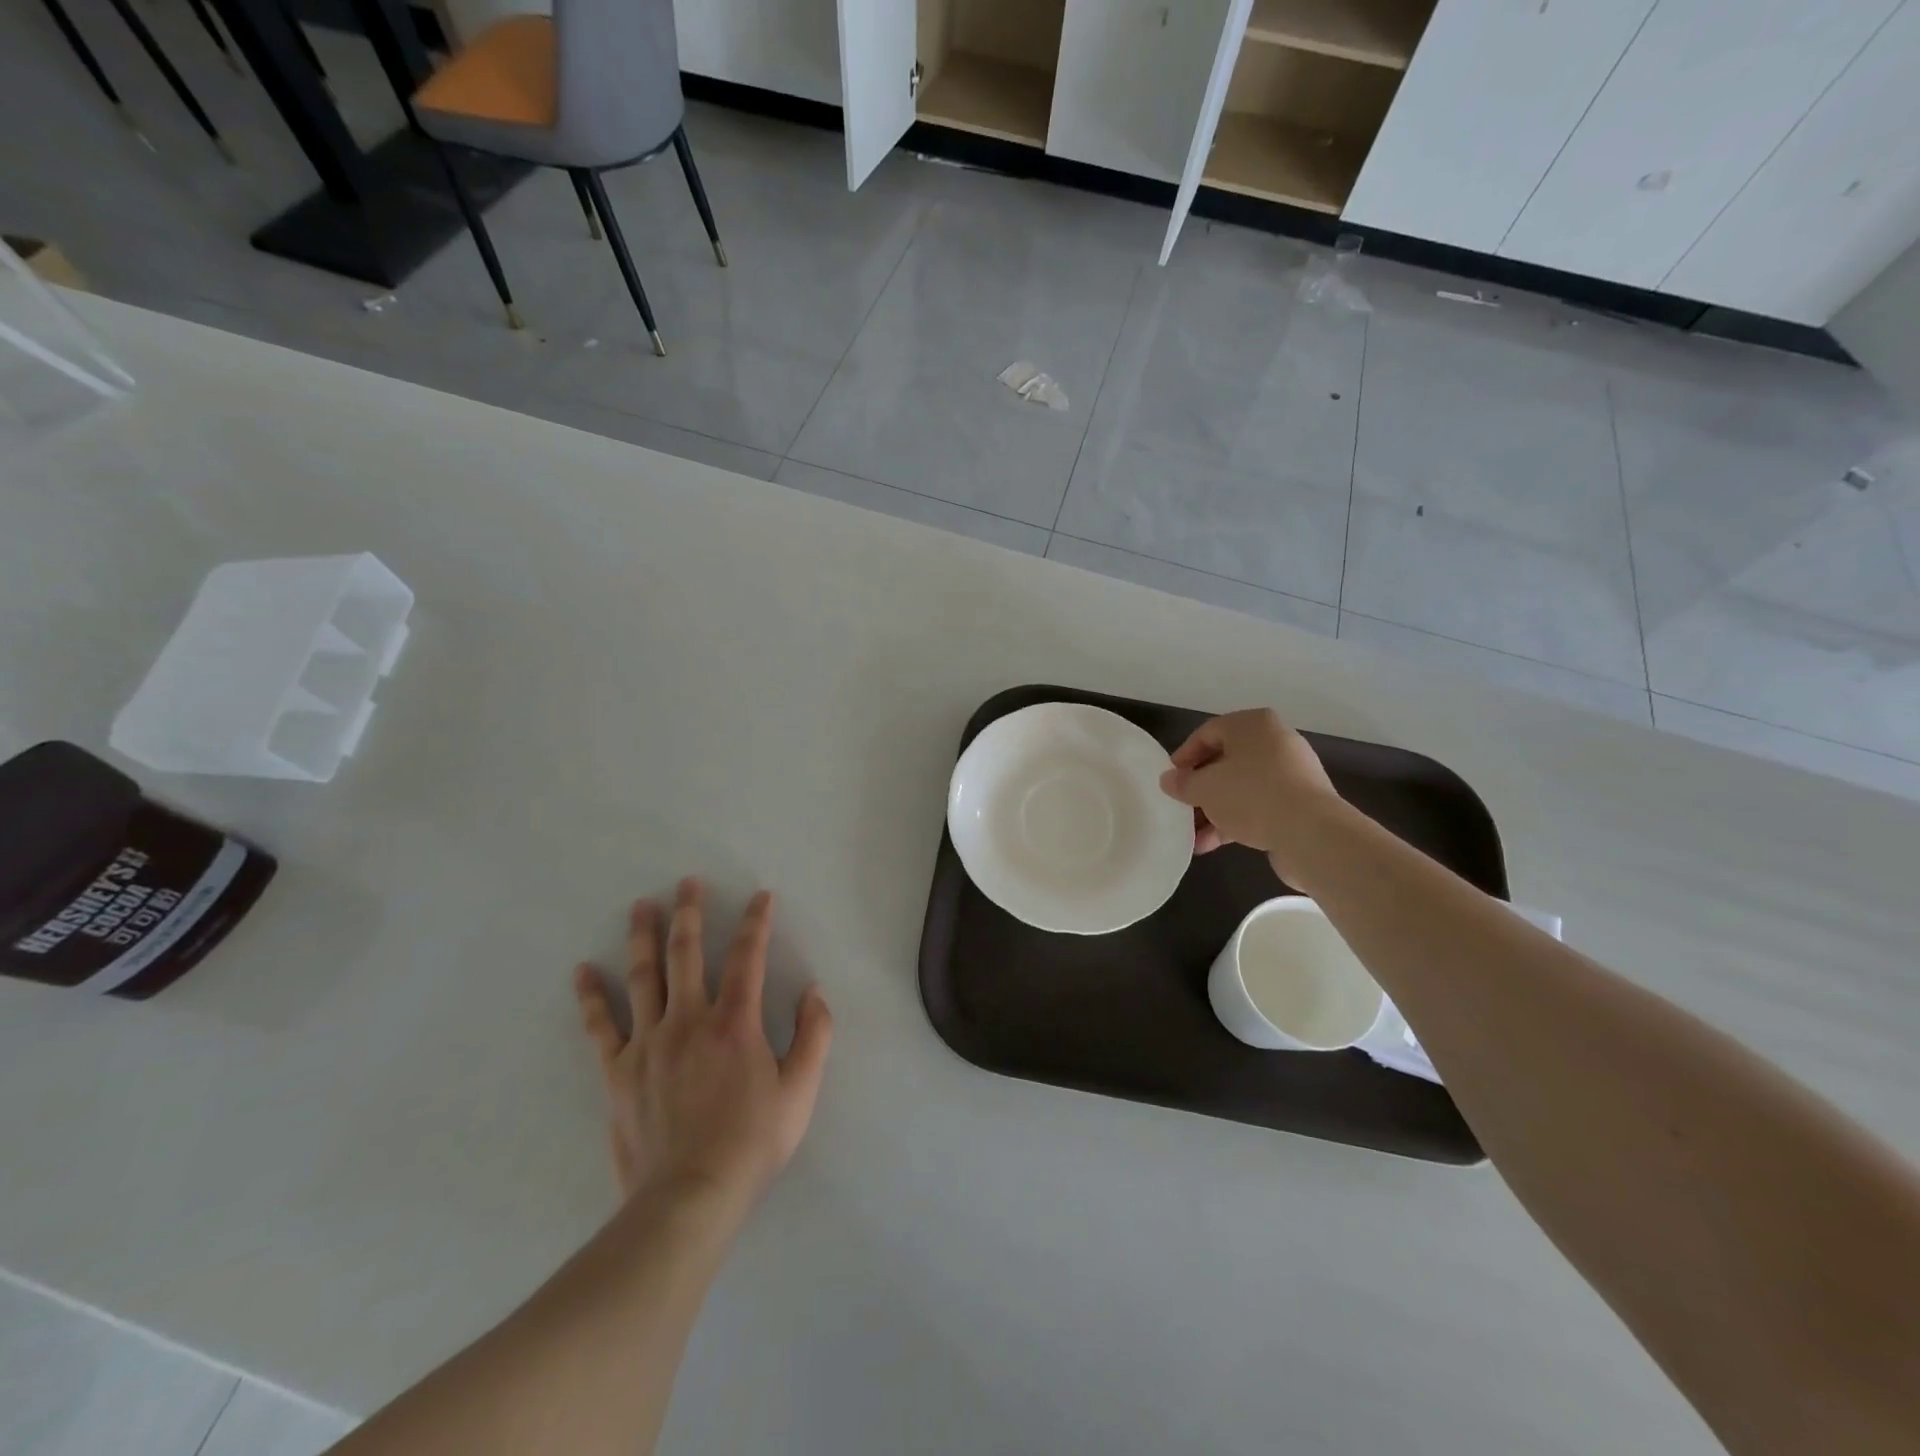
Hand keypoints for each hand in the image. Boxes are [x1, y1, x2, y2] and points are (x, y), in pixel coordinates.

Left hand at [572, 878, 832, 1214]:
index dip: (756, 922)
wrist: (689, 1197)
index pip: (748, 956)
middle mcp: (689, 1019)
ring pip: (643, 976)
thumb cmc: (752, 1142)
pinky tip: (583, 971)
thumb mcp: (801, 1090)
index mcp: (735, 1022)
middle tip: (687, 882)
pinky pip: (601, 1026)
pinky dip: (591, 997)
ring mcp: (649, 1042)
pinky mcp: (619, 1070)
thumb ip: (814, 1035)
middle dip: (690, 913)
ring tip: (641, 906)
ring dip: (643, 937)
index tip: (760, 897)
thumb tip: (813, 991)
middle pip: (686, 953)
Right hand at [1158, 709, 1341, 869]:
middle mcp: (1275, 741)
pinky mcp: (1300, 802)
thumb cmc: (1250, 794)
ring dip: (1215, 810)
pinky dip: (1236, 820)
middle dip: (1200, 789)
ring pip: (1241, 787)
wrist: (1311, 832)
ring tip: (1194, 836)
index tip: (1170, 781)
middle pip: (1226, 762)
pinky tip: (1213, 844)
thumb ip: (1182, 783)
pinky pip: (1259, 805)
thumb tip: (1169, 780)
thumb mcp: (1204, 788)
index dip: (1184, 757)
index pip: (1208, 733)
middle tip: (1181, 807)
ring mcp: (1291, 772)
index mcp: (1253, 724)